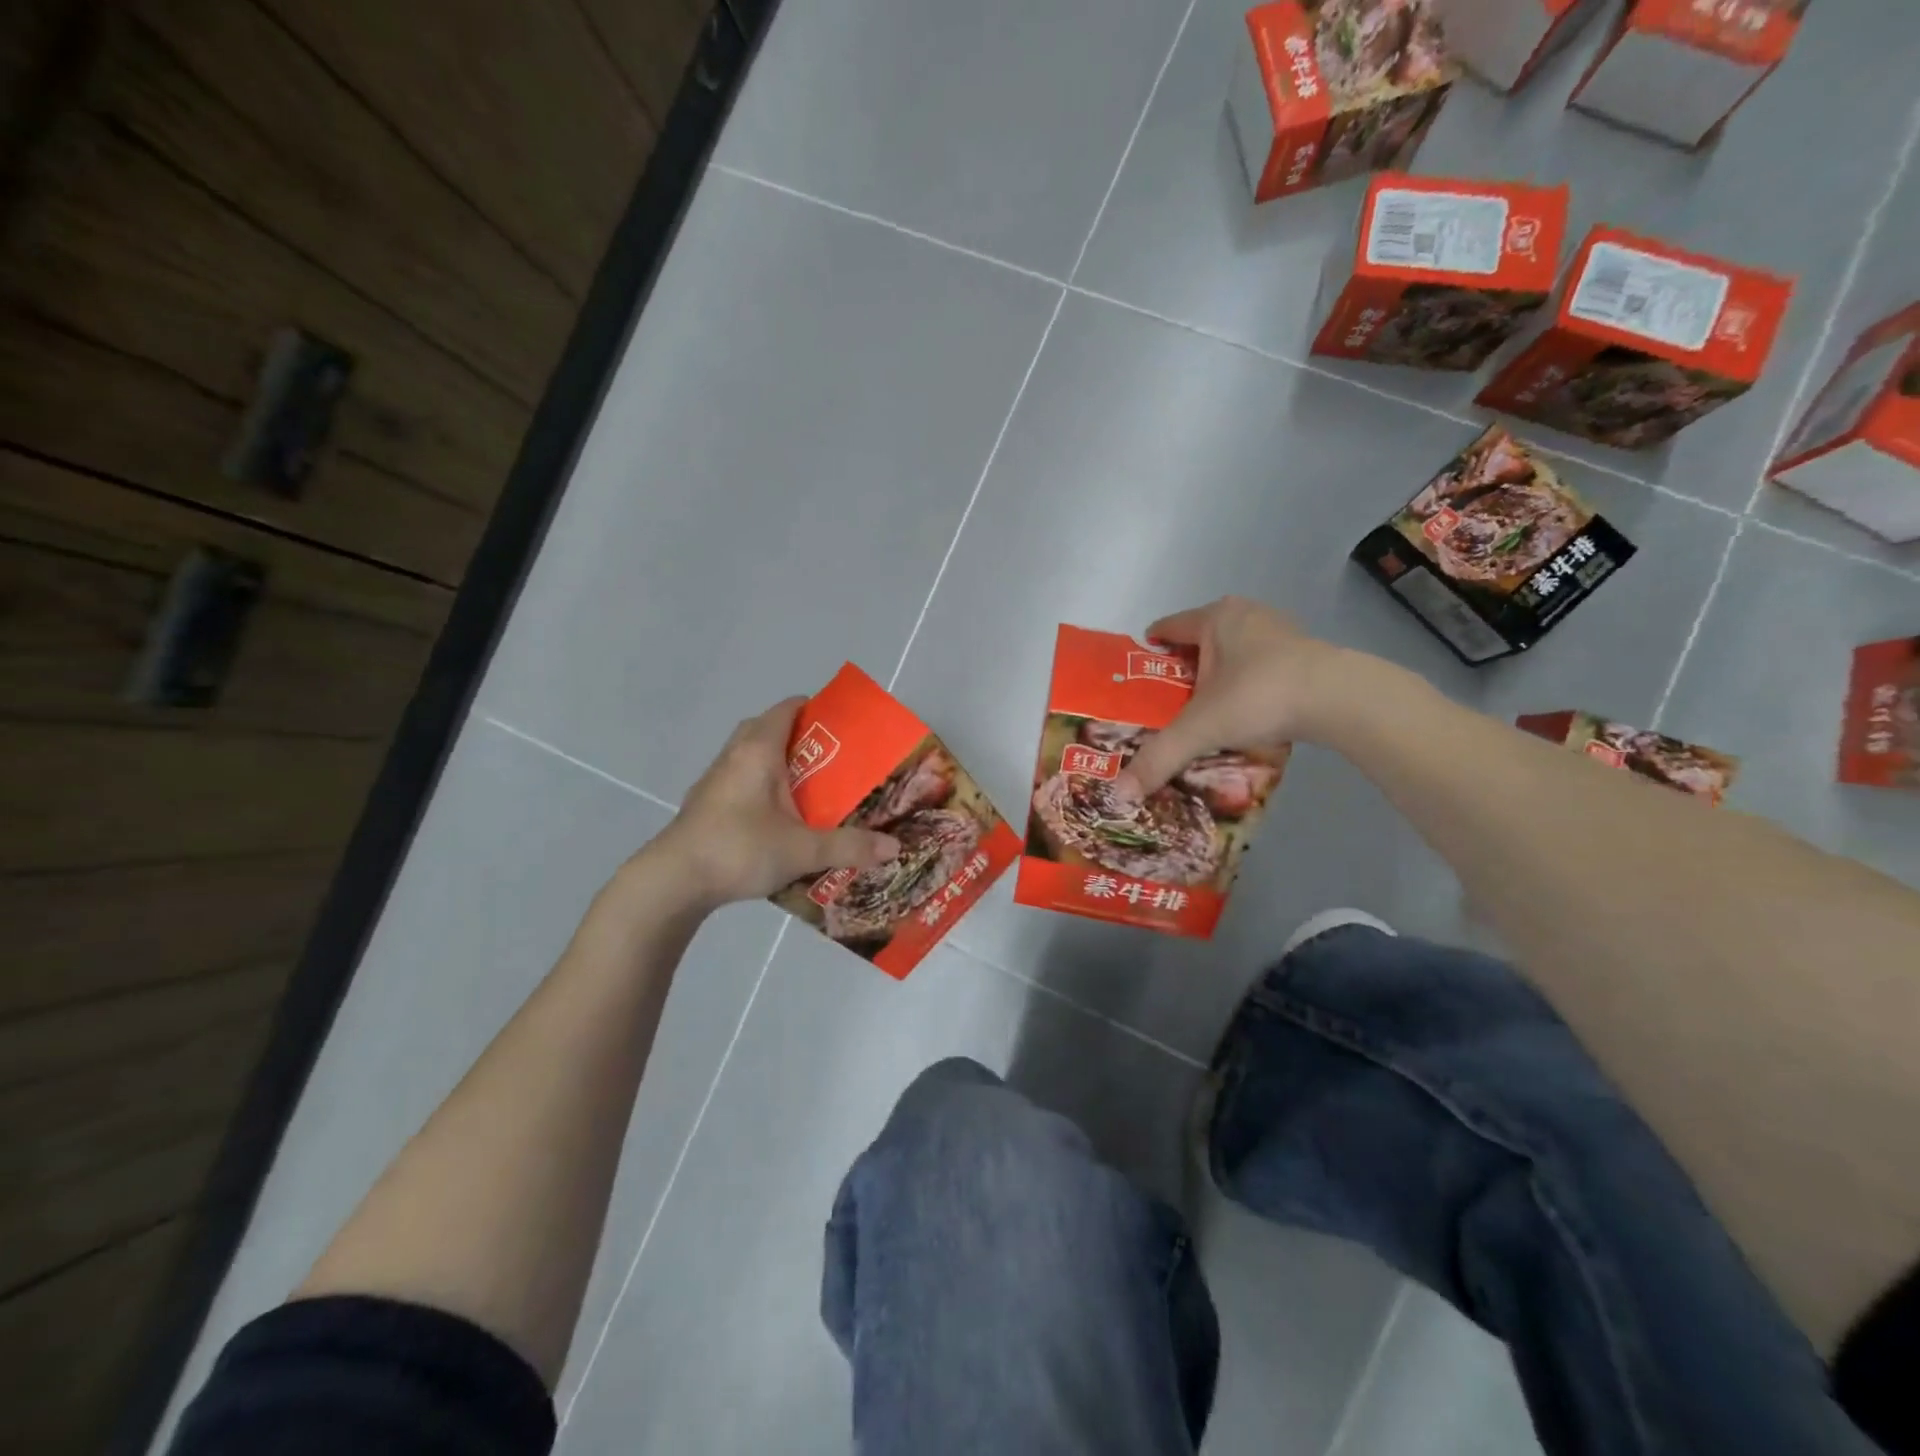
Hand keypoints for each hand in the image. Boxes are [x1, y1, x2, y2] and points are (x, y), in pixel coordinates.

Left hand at [646, 698, 900, 907]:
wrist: (673, 881)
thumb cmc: (739, 849)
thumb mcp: (802, 850)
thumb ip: (849, 846)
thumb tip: (894, 847)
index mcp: (758, 750)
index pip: (787, 708)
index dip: (816, 708)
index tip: (844, 725)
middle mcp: (734, 755)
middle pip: (768, 728)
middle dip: (801, 738)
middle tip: (833, 760)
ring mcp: (715, 780)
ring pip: (751, 755)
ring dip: (778, 763)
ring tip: (810, 788)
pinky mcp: (705, 804)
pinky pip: (740, 779)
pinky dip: (762, 785)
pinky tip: (778, 817)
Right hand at [1117, 598, 1347, 798]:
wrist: (1339, 699)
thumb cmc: (1258, 696)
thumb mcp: (1200, 729)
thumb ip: (1159, 758)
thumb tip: (1119, 795)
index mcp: (1214, 618)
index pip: (1169, 627)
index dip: (1149, 649)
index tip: (1136, 673)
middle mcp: (1245, 615)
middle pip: (1201, 639)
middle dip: (1184, 667)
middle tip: (1167, 700)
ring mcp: (1279, 630)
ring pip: (1233, 651)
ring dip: (1219, 674)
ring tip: (1205, 708)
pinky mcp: (1305, 652)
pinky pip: (1261, 664)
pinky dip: (1247, 682)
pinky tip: (1246, 710)